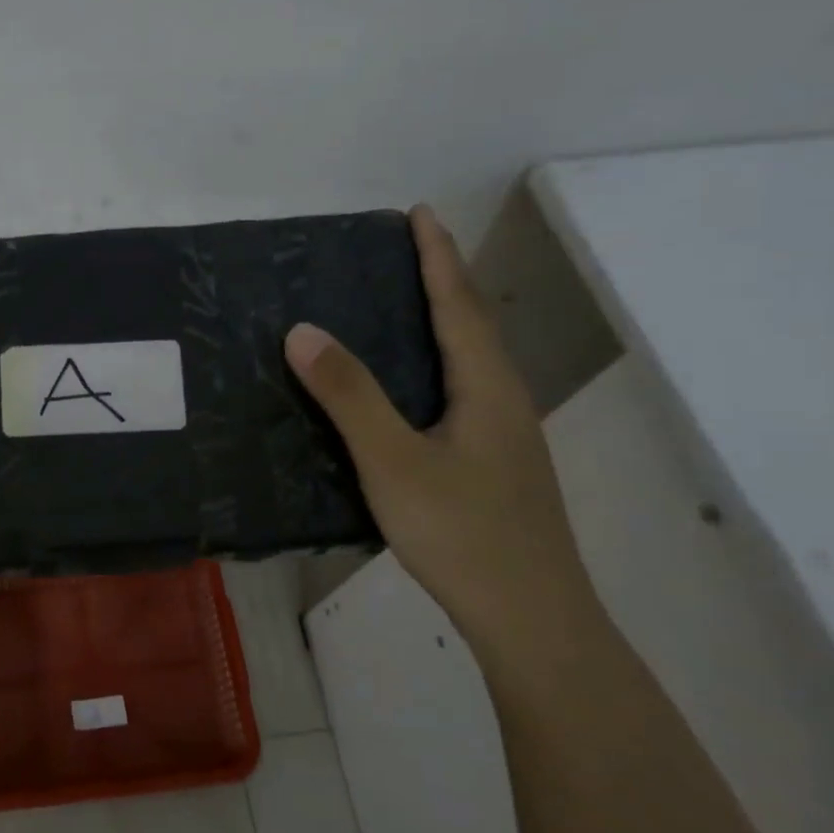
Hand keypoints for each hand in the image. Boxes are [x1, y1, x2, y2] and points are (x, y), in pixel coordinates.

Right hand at [284, 206, 599, 661]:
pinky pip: (459, 392)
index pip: (459, 304)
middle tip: (400, 252)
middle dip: (440, 280)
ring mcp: (503, 436)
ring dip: (439, 322)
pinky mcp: (492, 464)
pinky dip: (433, 365)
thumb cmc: (464, 533)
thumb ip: (349, 395)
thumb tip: (302, 330)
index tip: (418, 213)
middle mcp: (502, 401)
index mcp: (487, 387)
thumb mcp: (393, 461)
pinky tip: (406, 388)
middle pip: (471, 325)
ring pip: (468, 362)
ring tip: (397, 306)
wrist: (531, 620)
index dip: (437, 256)